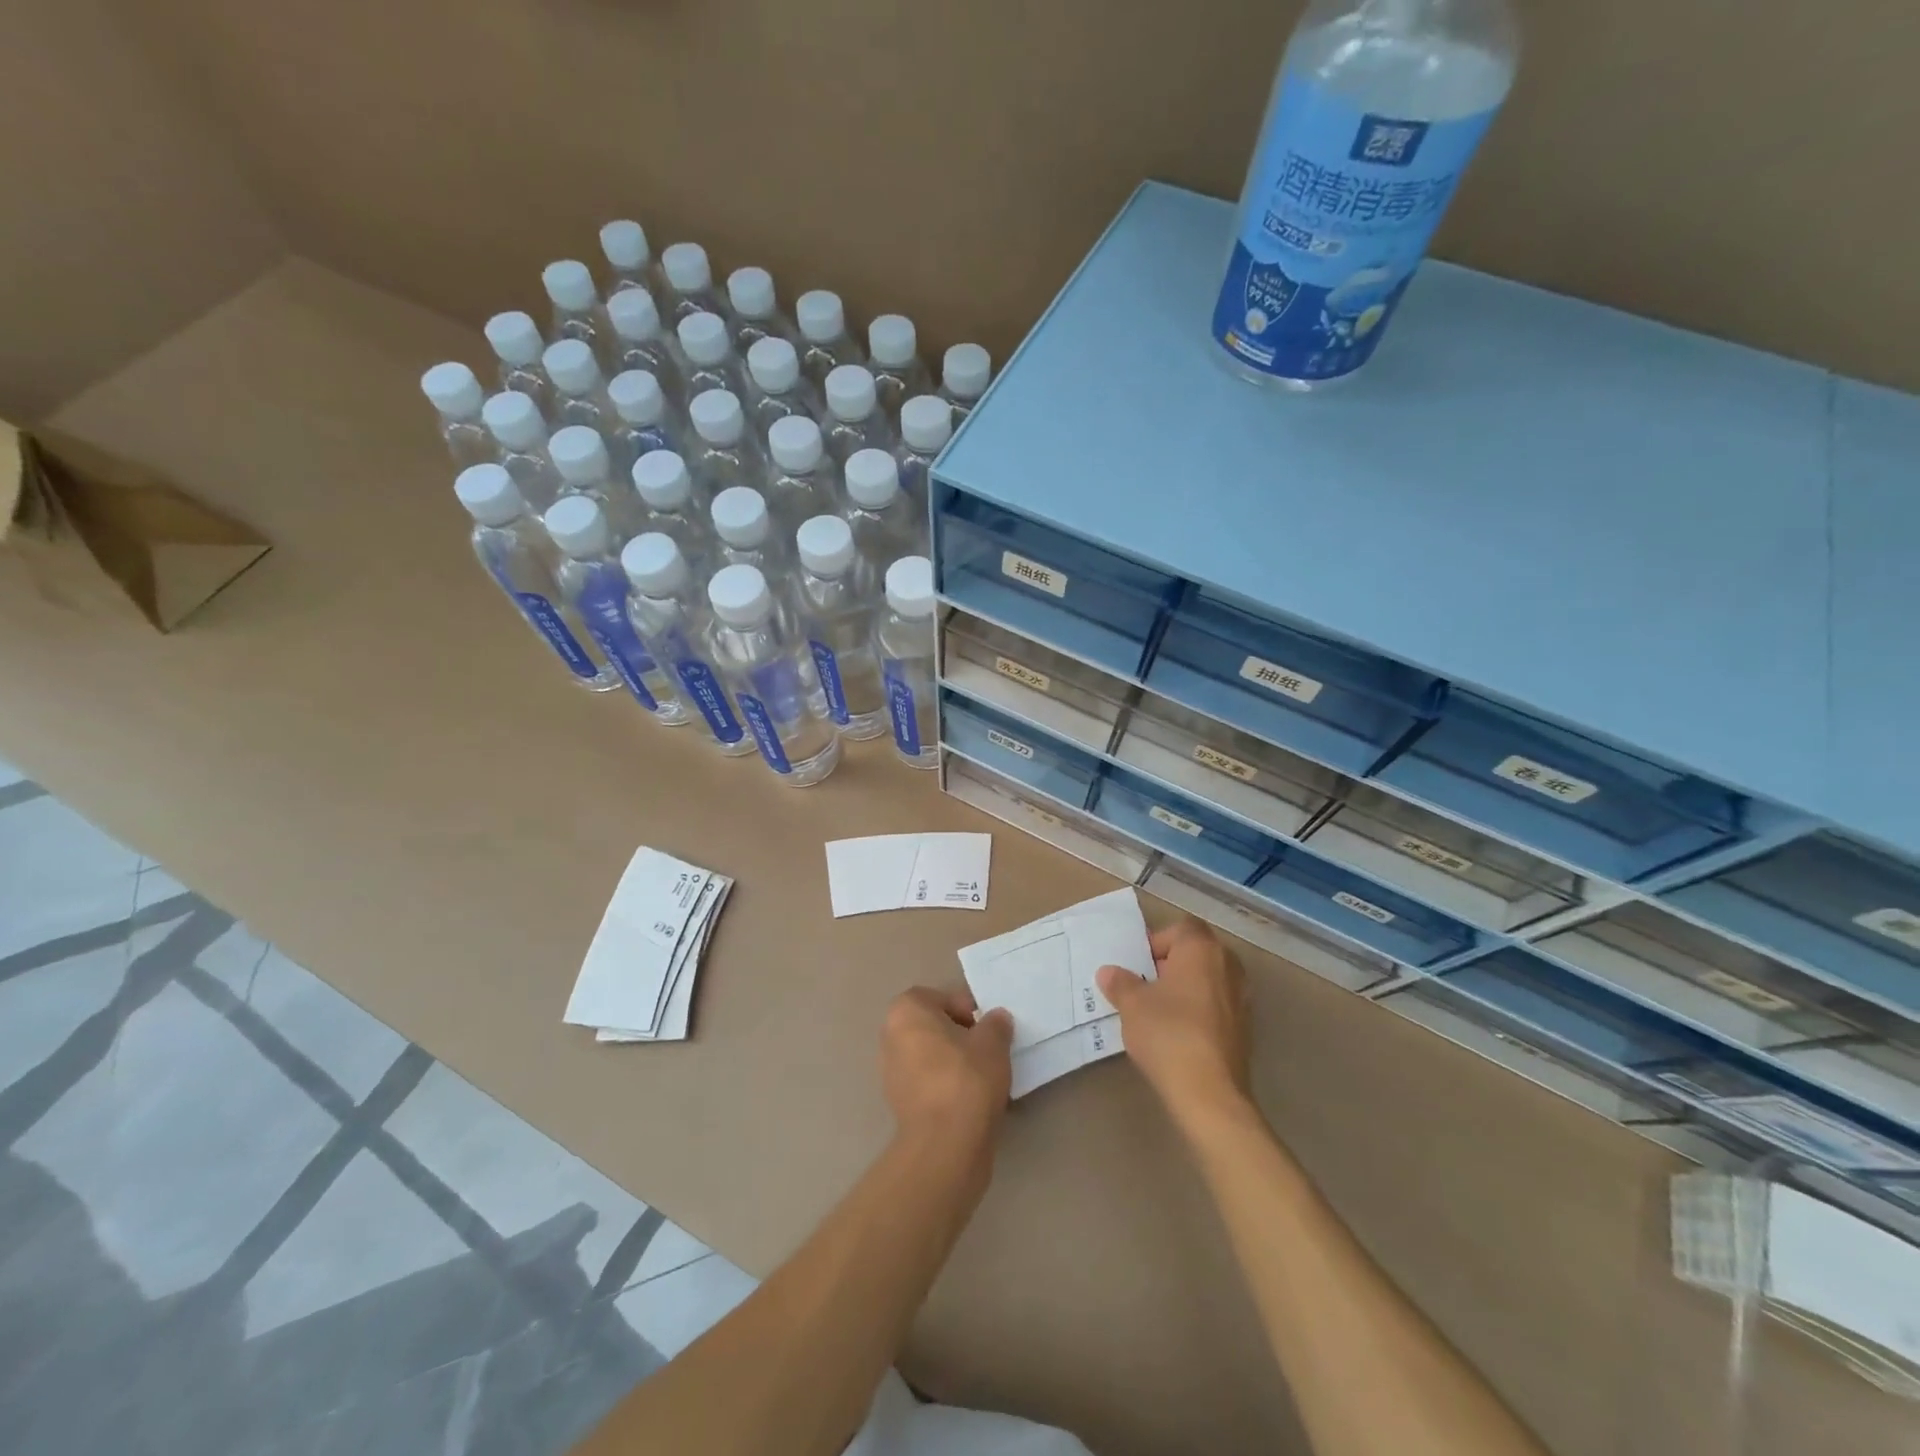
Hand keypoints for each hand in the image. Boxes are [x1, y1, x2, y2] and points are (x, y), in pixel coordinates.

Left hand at [881, 987, 1013, 1160]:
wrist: (945, 1145)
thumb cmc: (966, 1079)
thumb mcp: (993, 1043)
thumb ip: (995, 1024)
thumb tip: (996, 1019)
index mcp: (906, 1012)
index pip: (937, 997)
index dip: (964, 1008)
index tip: (985, 1027)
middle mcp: (890, 1037)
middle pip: (930, 1026)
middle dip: (957, 1034)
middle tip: (985, 1049)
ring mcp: (890, 1073)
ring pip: (928, 1056)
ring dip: (951, 1061)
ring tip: (981, 1076)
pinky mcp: (898, 1104)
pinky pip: (926, 1083)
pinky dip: (944, 1085)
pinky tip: (969, 1099)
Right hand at [1098, 918, 1251, 1129]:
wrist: (1208, 1092)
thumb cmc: (1167, 1033)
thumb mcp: (1132, 1005)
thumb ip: (1120, 983)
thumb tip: (1109, 972)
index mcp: (1202, 949)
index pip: (1181, 928)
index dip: (1157, 941)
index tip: (1138, 964)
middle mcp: (1228, 966)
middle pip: (1197, 952)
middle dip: (1171, 963)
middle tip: (1145, 984)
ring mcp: (1242, 998)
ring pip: (1209, 979)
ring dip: (1187, 987)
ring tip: (1159, 1009)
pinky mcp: (1245, 1028)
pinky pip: (1218, 1004)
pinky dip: (1200, 1010)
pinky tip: (1178, 1032)